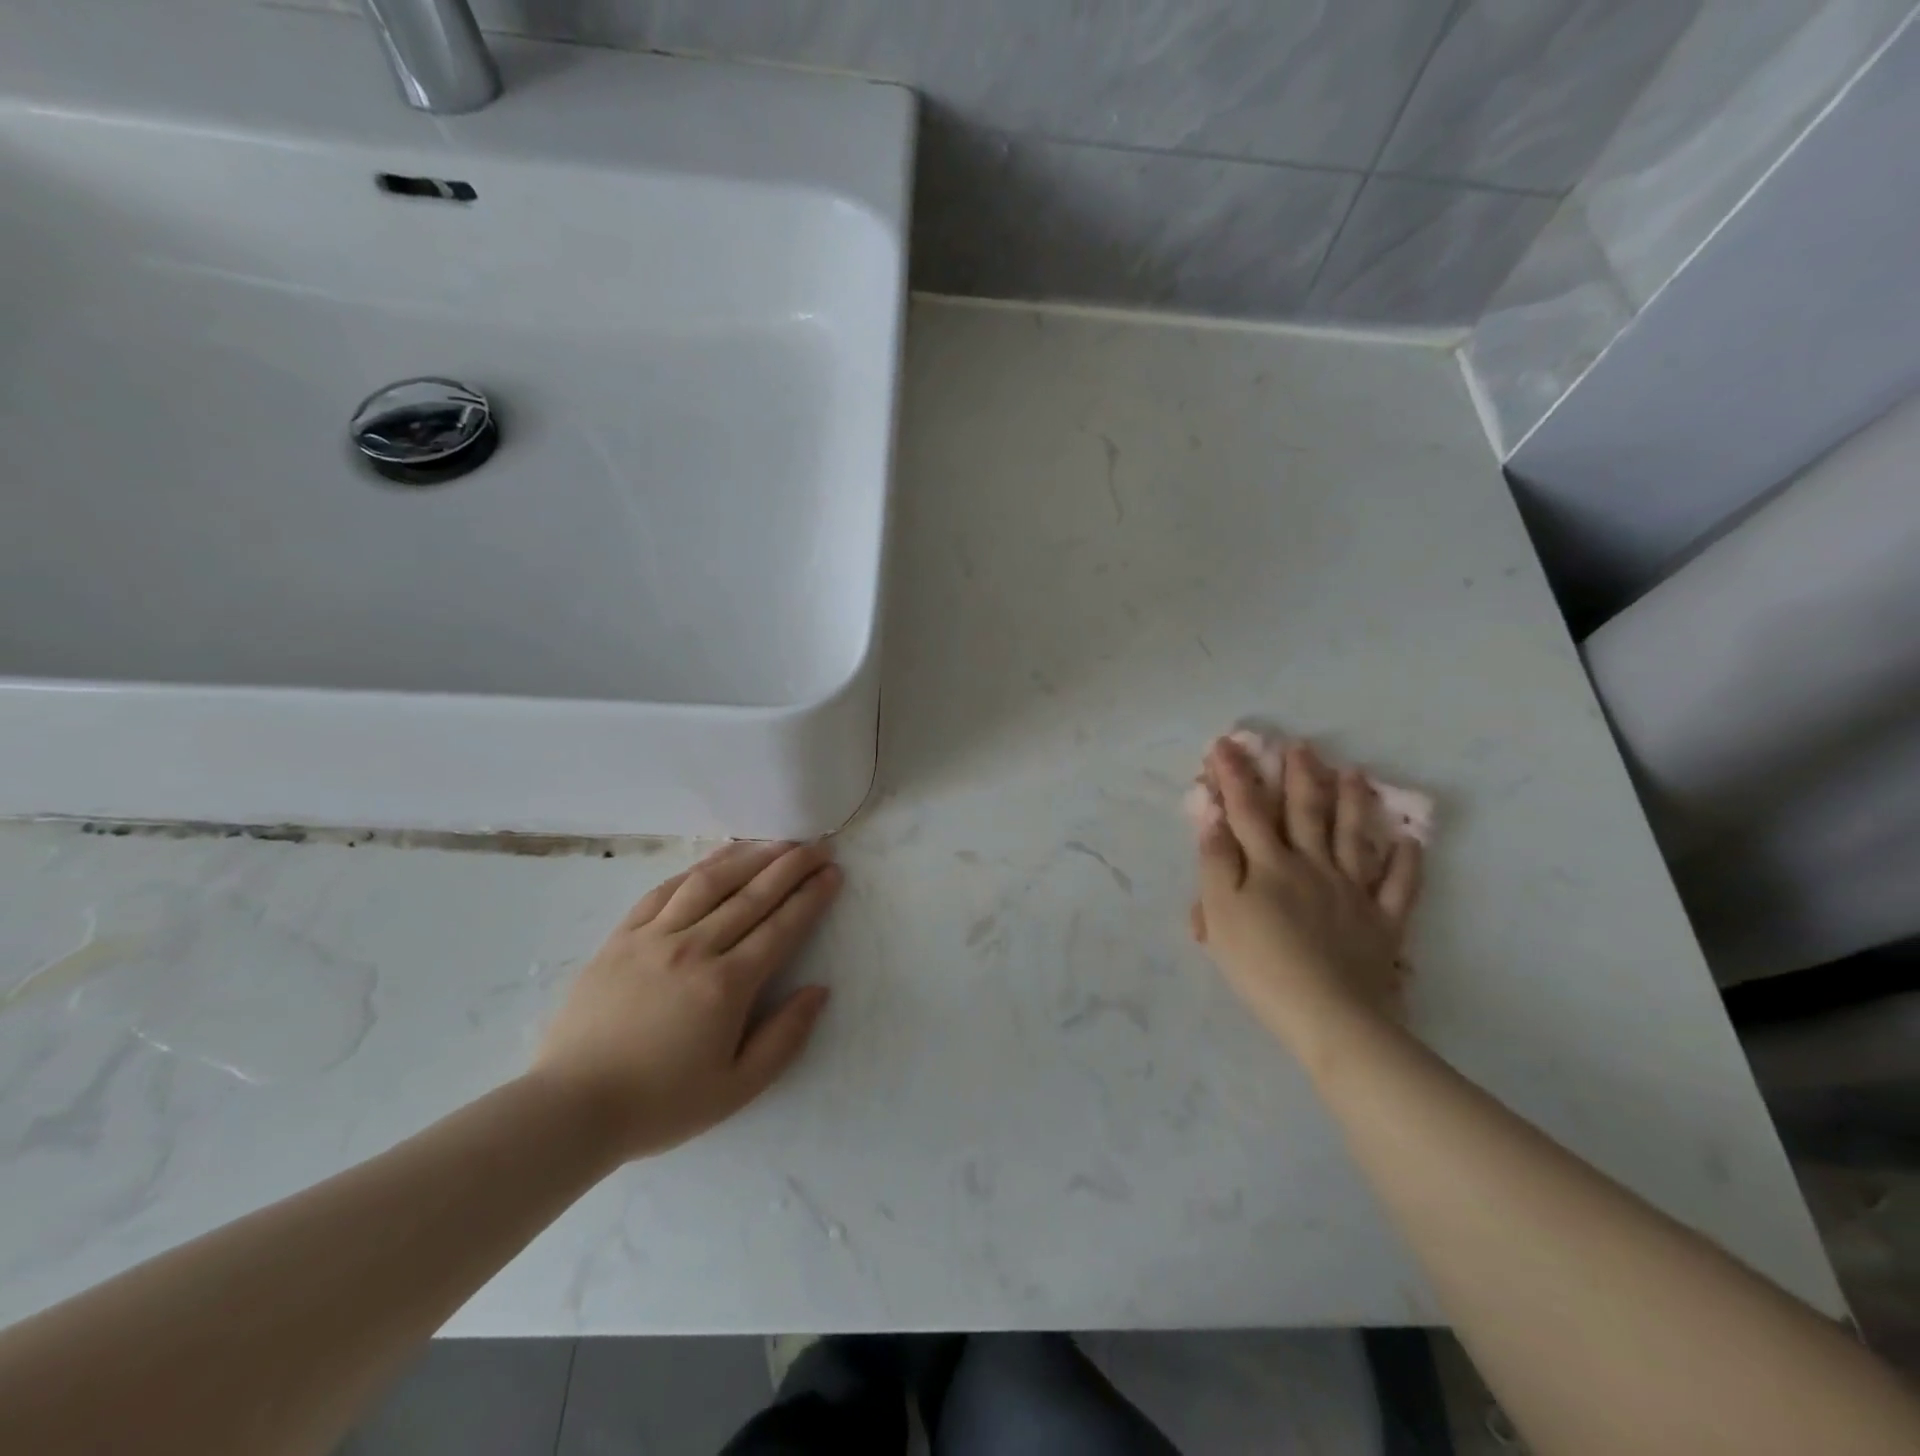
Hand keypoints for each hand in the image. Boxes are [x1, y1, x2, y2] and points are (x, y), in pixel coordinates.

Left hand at [528, 840, 841, 1161]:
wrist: (570, 1108)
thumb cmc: (660, 1104)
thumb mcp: (736, 1087)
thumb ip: (785, 1037)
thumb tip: (819, 990)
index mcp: (727, 985)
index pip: (781, 926)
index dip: (812, 896)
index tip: (833, 872)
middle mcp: (694, 949)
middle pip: (752, 894)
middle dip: (791, 865)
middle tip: (817, 845)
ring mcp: (653, 937)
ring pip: (709, 882)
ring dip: (748, 857)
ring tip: (776, 842)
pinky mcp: (621, 937)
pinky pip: (664, 891)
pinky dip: (696, 870)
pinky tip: (716, 860)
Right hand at [1195, 737, 1422, 1059]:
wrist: (1329, 1016)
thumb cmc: (1261, 964)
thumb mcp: (1221, 913)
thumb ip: (1216, 861)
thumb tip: (1213, 816)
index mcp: (1269, 865)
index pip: (1247, 809)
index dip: (1235, 775)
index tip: (1226, 745)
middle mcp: (1312, 866)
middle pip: (1305, 813)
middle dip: (1300, 777)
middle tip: (1303, 747)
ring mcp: (1352, 892)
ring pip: (1353, 837)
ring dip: (1353, 802)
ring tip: (1355, 773)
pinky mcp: (1382, 922)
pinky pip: (1398, 886)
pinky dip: (1406, 862)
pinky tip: (1409, 841)